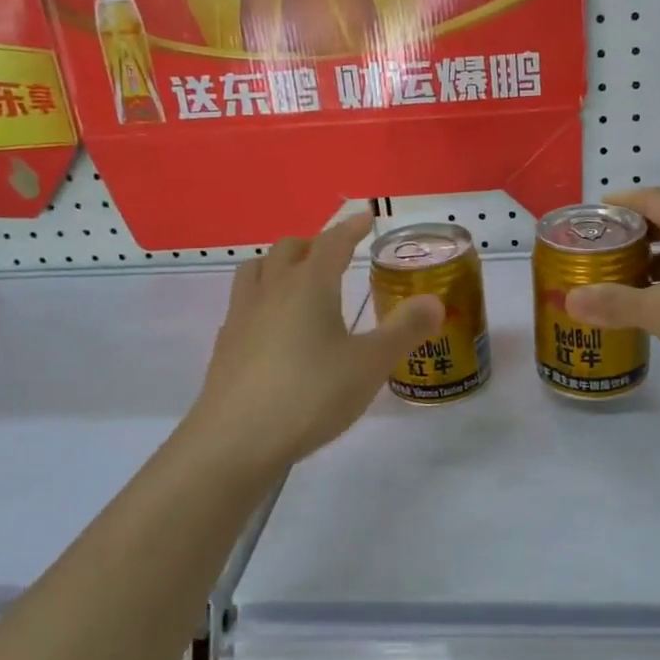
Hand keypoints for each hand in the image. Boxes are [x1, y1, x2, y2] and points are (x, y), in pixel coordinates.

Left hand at [184, 213, 443, 469]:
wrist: (235, 442)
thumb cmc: (310, 395)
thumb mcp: (370, 365)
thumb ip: (404, 330)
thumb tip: (434, 301)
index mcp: (308, 286)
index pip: (331, 243)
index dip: (350, 228)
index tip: (365, 218)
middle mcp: (271, 291)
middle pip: (288, 250)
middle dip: (313, 244)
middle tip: (335, 254)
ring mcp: (242, 318)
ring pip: (256, 270)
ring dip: (279, 264)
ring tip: (298, 280)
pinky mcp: (225, 347)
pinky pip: (243, 304)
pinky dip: (263, 298)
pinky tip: (274, 327)